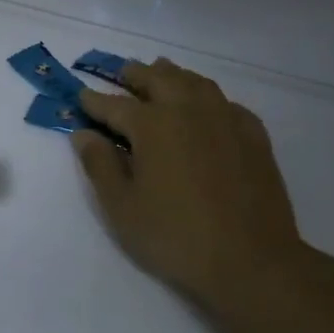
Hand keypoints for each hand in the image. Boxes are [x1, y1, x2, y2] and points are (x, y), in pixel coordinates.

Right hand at [73, 57, 324, 312]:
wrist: (250, 259)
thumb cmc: (174, 236)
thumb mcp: (122, 207)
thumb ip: (99, 165)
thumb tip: (83, 134)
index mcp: (153, 125)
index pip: (115, 105)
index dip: (94, 101)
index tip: (80, 97)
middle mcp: (189, 111)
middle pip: (158, 80)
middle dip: (135, 75)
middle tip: (121, 73)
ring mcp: (226, 119)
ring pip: (195, 83)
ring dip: (173, 75)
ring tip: (161, 73)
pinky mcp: (253, 136)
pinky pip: (226, 102)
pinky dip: (208, 97)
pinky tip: (206, 106)